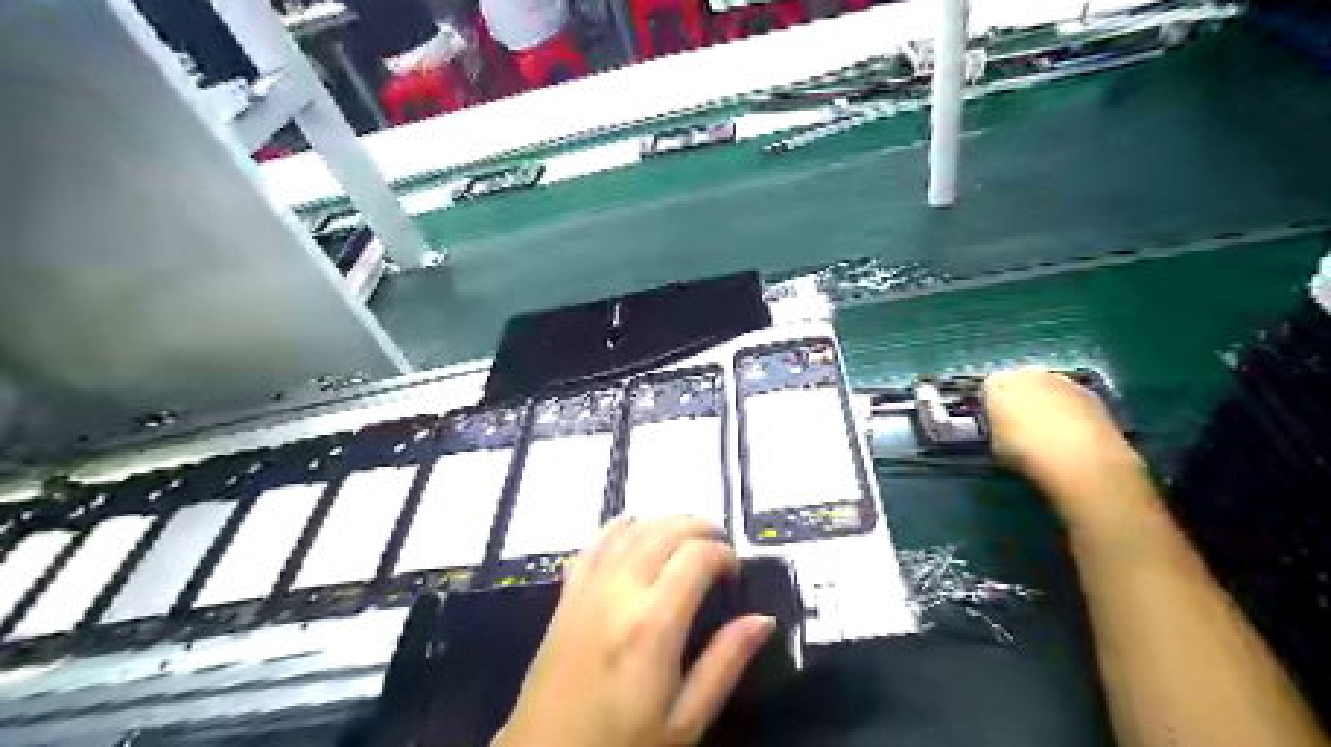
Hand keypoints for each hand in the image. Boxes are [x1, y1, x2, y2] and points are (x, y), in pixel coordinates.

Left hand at [492, 518, 775, 746]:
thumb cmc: (623, 746)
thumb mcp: (685, 721)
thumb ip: (725, 663)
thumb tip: (763, 619)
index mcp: (653, 624)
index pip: (697, 557)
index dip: (724, 554)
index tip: (736, 572)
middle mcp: (619, 592)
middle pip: (665, 531)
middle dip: (699, 528)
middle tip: (719, 546)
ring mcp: (587, 589)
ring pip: (630, 530)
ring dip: (664, 523)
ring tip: (686, 536)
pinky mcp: (566, 595)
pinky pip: (593, 544)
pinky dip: (618, 529)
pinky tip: (632, 529)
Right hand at [975, 371, 1144, 511]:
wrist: (1079, 458)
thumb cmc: (1024, 451)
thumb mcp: (995, 444)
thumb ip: (996, 428)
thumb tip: (1003, 429)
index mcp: (997, 383)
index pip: (988, 388)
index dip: (991, 406)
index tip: (994, 424)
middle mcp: (1028, 373)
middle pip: (1020, 383)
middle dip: (1020, 399)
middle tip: (1021, 426)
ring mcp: (1063, 381)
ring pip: (1048, 390)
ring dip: (1047, 404)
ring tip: (1049, 433)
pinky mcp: (1091, 394)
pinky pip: (1072, 401)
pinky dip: (1070, 413)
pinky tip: (1072, 437)